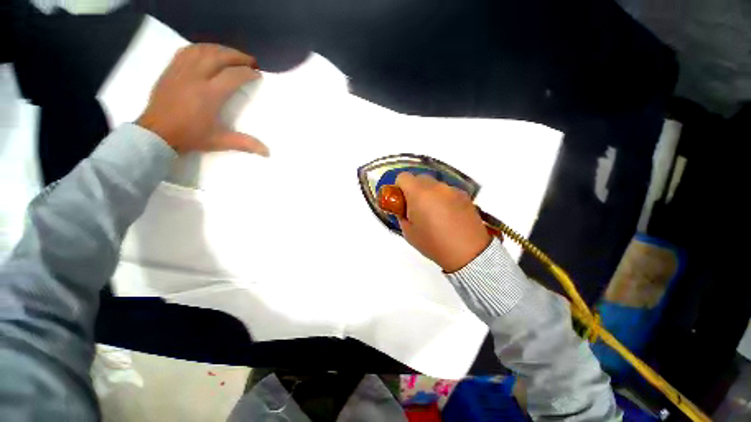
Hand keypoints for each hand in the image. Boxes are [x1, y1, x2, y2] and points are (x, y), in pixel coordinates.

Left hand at [136, 43, 268, 155]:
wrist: (156, 133)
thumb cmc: (190, 136)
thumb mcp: (220, 141)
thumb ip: (245, 143)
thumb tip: (267, 152)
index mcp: (210, 95)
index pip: (233, 75)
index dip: (248, 73)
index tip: (257, 74)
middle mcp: (196, 77)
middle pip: (219, 56)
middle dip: (237, 56)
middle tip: (250, 60)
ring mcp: (181, 71)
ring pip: (203, 50)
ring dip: (220, 49)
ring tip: (231, 54)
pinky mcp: (171, 69)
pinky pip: (187, 50)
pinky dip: (201, 48)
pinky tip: (208, 52)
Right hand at [395, 173, 491, 272]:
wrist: (468, 252)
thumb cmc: (434, 243)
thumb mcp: (409, 232)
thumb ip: (402, 215)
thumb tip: (403, 208)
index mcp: (419, 193)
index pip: (403, 177)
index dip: (399, 188)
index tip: (402, 201)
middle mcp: (436, 186)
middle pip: (419, 178)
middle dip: (414, 190)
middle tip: (417, 208)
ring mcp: (452, 189)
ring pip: (434, 185)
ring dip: (430, 194)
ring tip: (435, 214)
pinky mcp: (464, 195)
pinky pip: (447, 191)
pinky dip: (443, 198)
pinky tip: (448, 215)